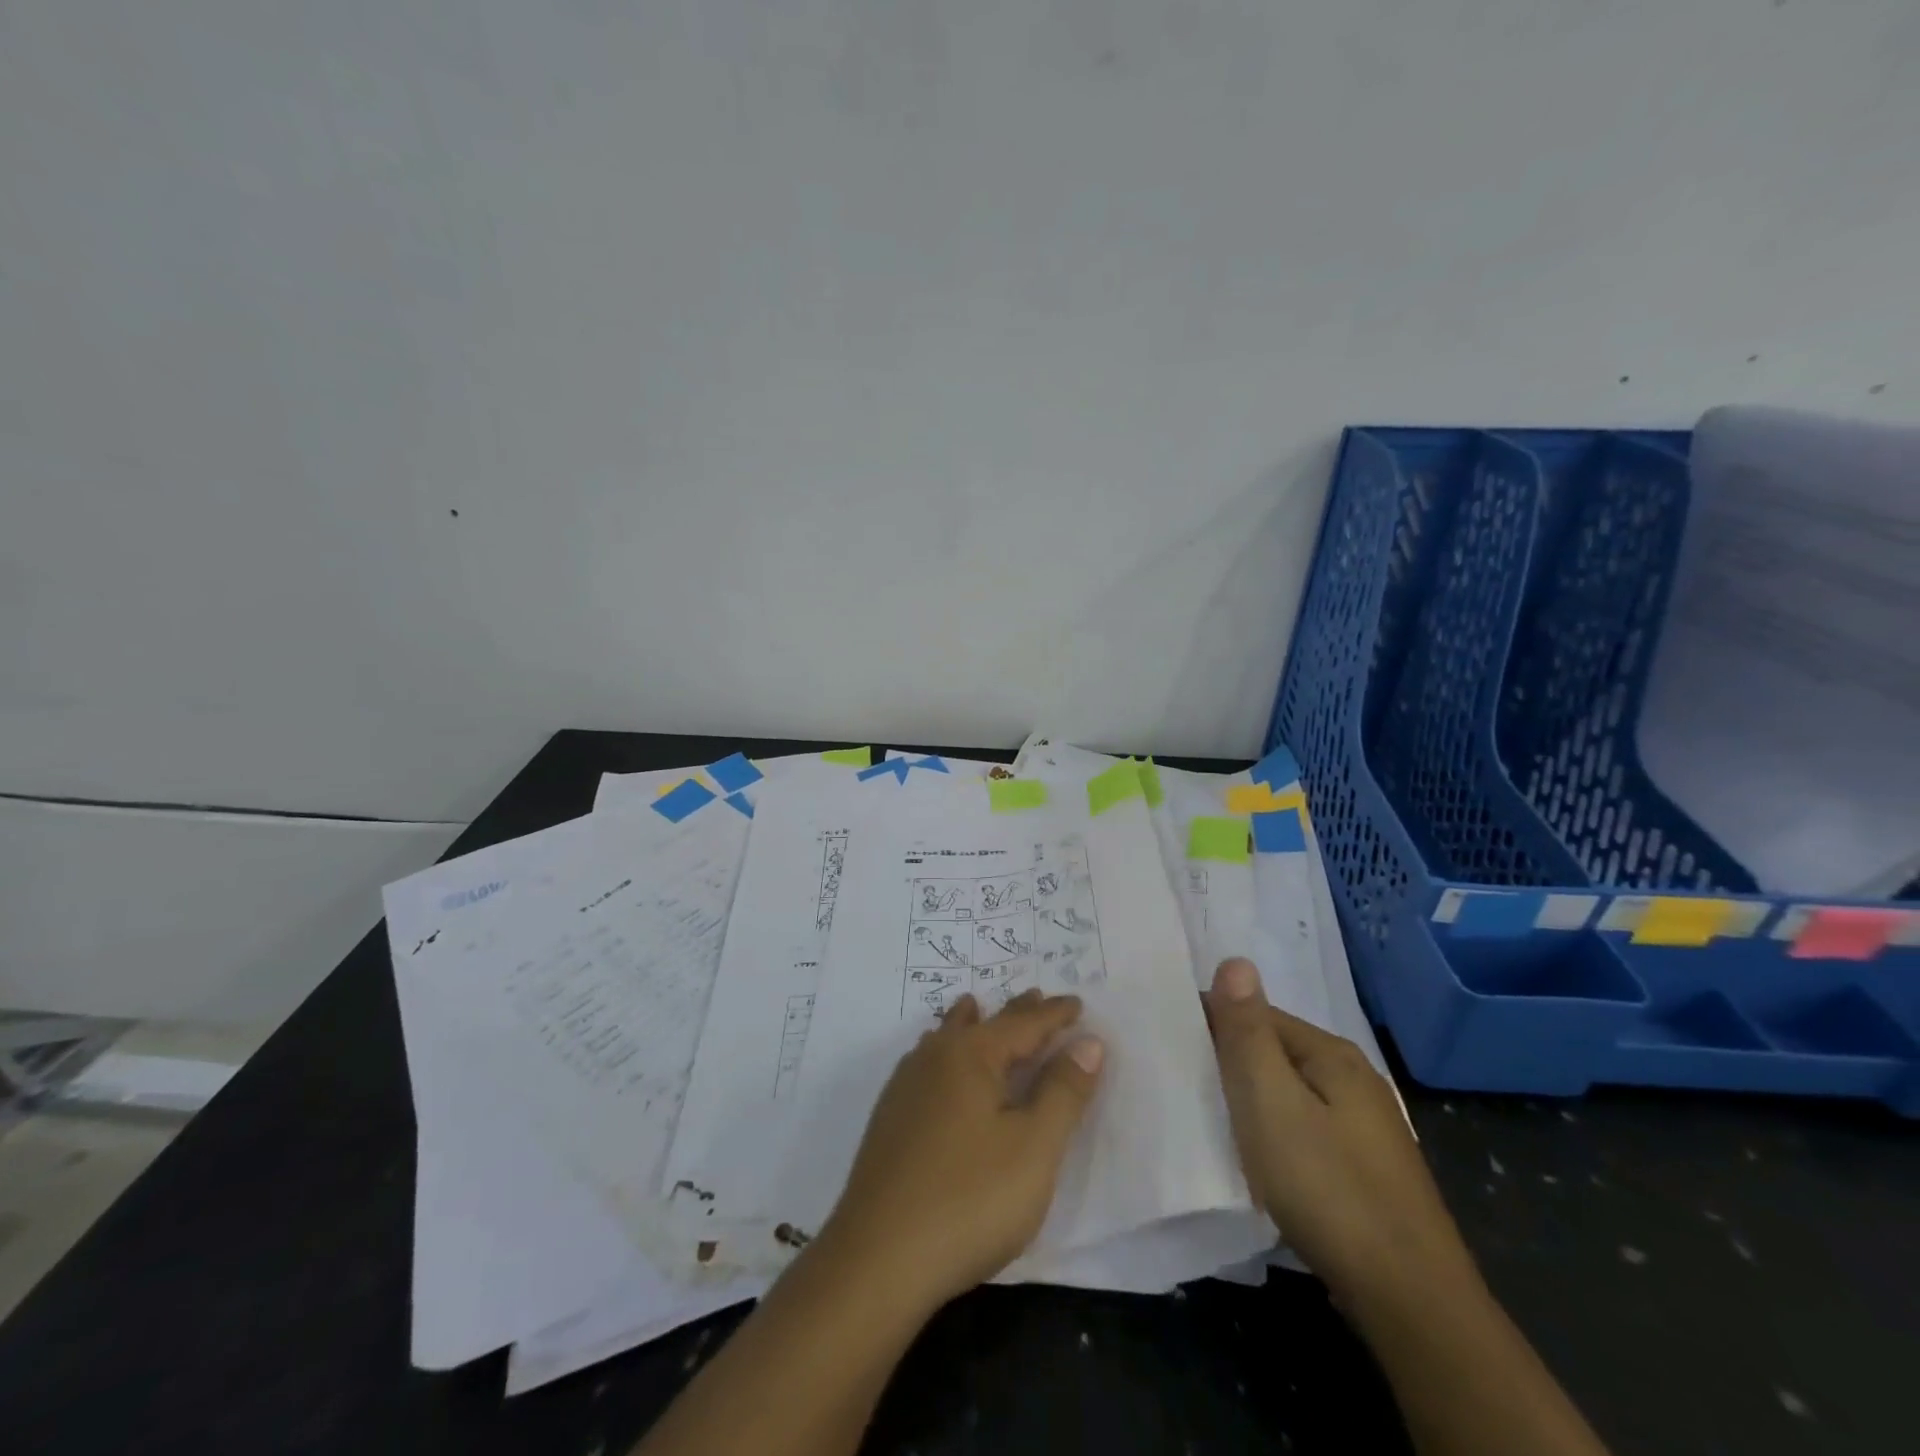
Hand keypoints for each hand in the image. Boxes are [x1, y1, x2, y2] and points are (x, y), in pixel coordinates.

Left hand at [817, 990, 1103, 1310]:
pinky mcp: (889, 1119)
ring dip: (971, 1024)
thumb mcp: (1034, 1148)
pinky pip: (927, 1064)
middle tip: (1035, 997)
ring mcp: (905, 1088)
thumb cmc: (969, 1199)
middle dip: (1015, 1013)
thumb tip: (1088, 1041)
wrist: (877, 1260)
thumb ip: (1064, 1091)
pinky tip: (938, 1065)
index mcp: (971, 1054)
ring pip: (945, 1039)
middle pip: (982, 1024)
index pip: (1023, 1024)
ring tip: (976, 1007)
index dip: (1054, 1015)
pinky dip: (946, 1052)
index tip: (1077, 1002)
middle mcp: (934, 1058)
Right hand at [1204, 958, 1478, 1312]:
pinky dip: (1273, 1134)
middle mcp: (1353, 1080)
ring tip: (1207, 1120)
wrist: (1411, 1302)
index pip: (1256, 1014)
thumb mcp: (1271, 1102)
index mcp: (1331, 1054)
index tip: (1168, 1045)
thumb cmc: (1328, 1188)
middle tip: (1180, 1084)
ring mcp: (1365, 1128)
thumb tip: (1235, 959)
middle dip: (1229, 1062)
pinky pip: (1303, 1131)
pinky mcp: (1365, 1171)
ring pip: (1288, 1095)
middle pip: (1274, 1053)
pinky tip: (1256, 1160)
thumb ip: (1247, 1031)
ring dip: (1249, 1101)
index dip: (1211, 1024)